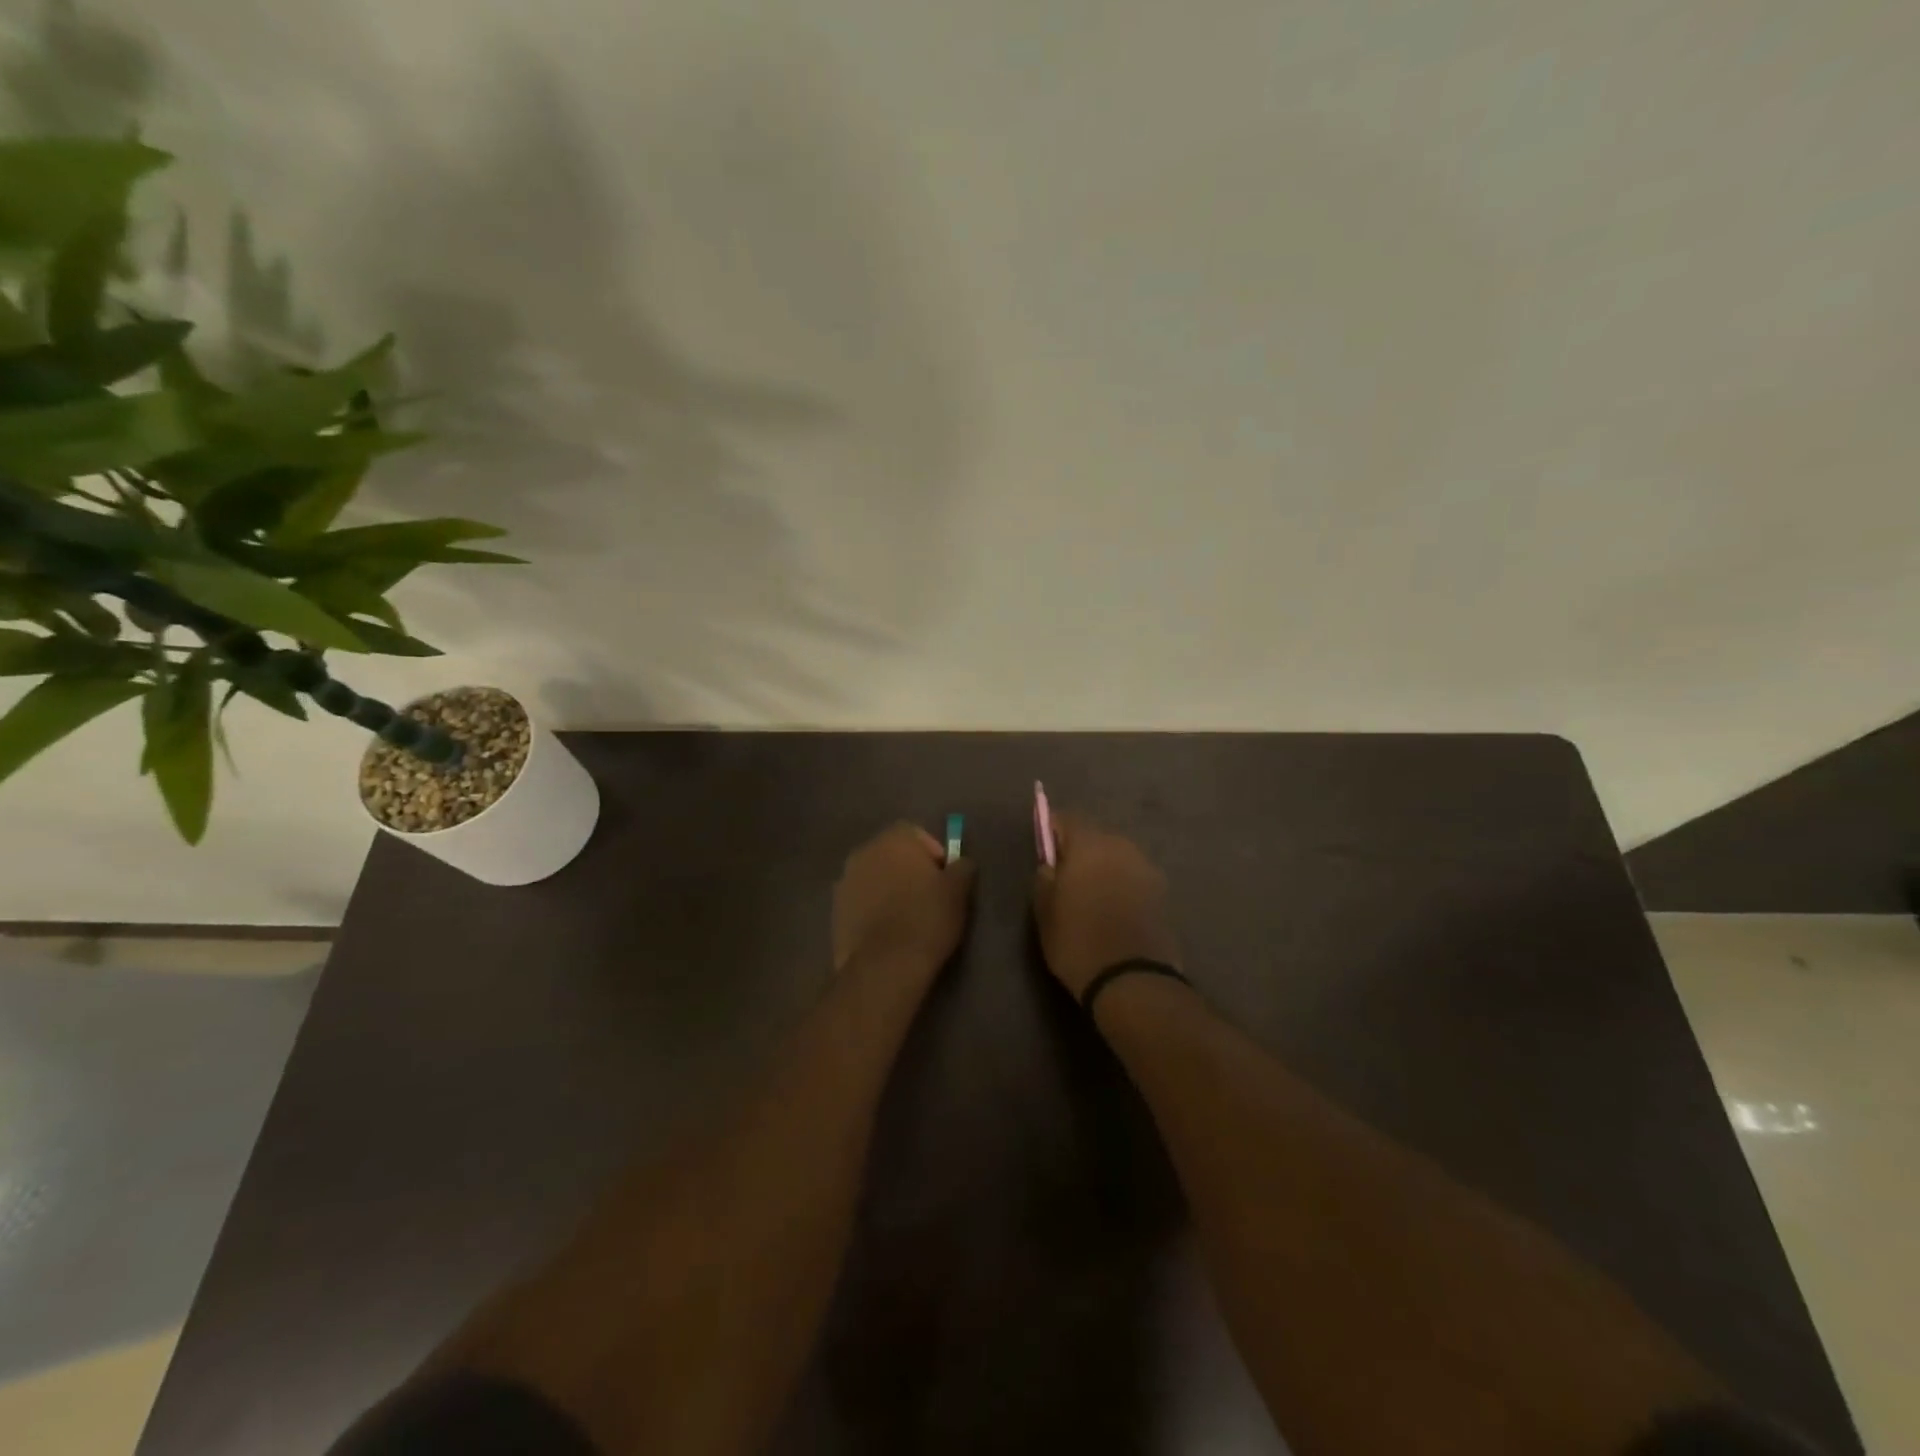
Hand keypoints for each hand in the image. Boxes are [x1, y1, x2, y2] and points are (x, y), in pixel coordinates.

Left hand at [833, 822, 976, 974]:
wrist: (885, 965)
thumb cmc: (926, 918)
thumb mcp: (958, 891)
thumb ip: (962, 867)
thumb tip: (960, 863)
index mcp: (894, 839)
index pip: (916, 834)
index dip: (933, 853)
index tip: (944, 878)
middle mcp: (864, 851)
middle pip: (891, 853)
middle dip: (908, 869)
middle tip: (927, 896)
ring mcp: (845, 880)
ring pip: (874, 877)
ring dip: (888, 888)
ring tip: (906, 916)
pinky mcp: (835, 909)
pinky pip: (860, 901)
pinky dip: (872, 908)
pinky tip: (887, 931)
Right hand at [1032, 812, 1182, 997]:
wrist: (1132, 980)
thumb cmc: (1077, 941)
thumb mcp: (1044, 910)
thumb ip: (1044, 876)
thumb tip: (1051, 863)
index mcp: (1090, 844)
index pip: (1066, 819)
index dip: (1052, 831)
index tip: (1044, 850)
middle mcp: (1122, 846)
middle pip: (1095, 837)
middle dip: (1079, 851)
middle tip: (1065, 877)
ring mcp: (1147, 868)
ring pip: (1117, 857)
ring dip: (1103, 868)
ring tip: (1090, 896)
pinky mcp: (1163, 892)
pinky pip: (1133, 878)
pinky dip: (1121, 886)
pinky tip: (1113, 910)